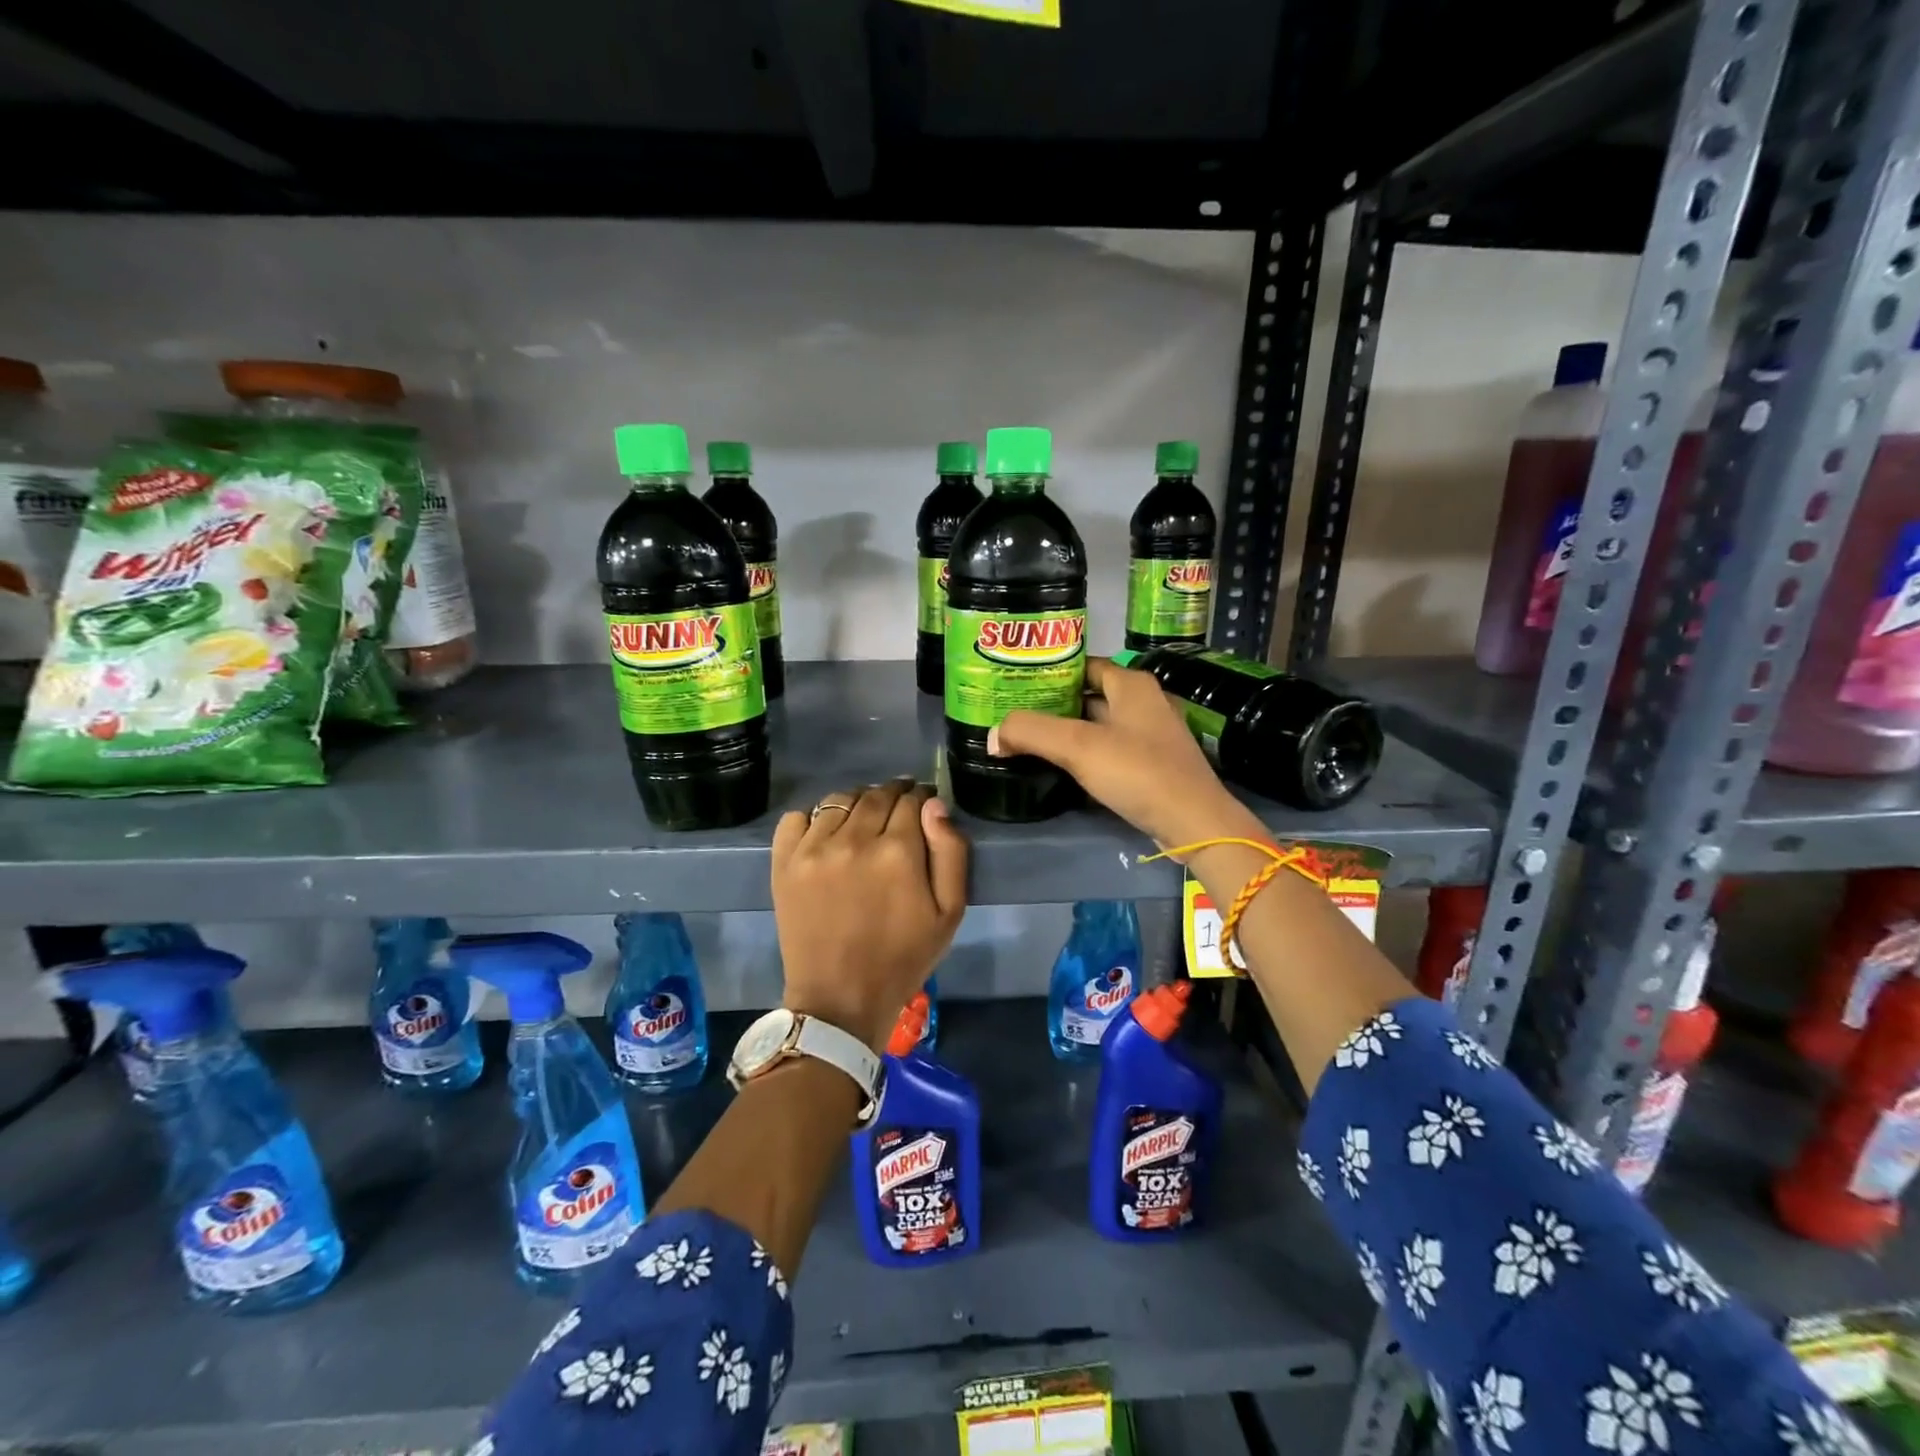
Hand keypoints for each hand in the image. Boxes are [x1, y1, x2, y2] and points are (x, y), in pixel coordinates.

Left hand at [771, 779, 968, 1051]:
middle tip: (898, 810)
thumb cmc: (903, 958)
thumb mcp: (949, 912)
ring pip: (839, 800)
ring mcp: (814, 849)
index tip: (923, 805)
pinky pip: (796, 817)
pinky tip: (826, 835)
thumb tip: (934, 804)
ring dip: (857, 802)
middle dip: (892, 795)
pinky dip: (814, 818)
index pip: (911, 800)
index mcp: (898, 851)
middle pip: (876, 795)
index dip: (921, 798)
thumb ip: (950, 852)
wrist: (840, 999)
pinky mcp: (784, 863)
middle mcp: (854, 839)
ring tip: (863, 821)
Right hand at [990, 657, 1261, 850]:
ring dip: (1067, 731)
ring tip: (1028, 738)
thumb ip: (1030, 732)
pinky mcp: (1152, 764)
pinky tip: (1061, 766)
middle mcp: (1144, 702)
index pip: (1083, 664)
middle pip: (1089, 694)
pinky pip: (1110, 749)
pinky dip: (1085, 753)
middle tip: (1015, 713)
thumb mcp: (1078, 746)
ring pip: (1099, 724)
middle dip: (1054, 703)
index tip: (1017, 683)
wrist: (1193, 822)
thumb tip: (993, 736)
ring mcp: (1151, 735)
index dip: (1051, 671)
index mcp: (1131, 684)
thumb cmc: (1138, 771)